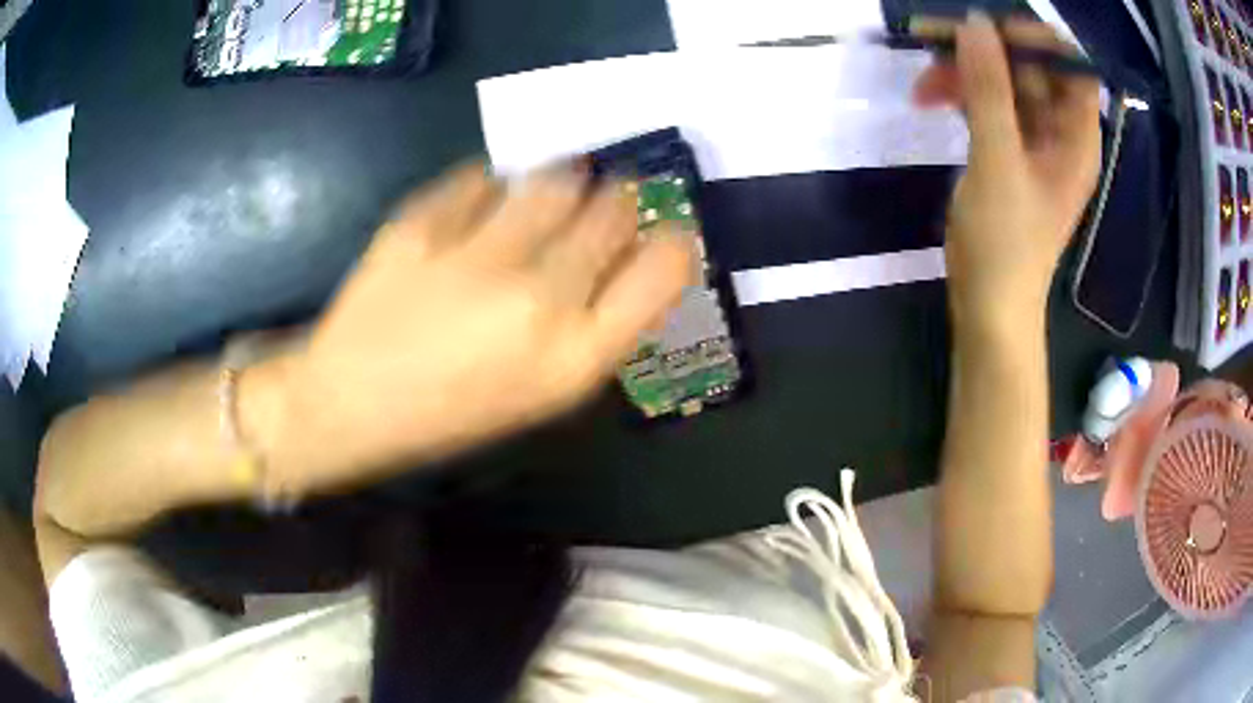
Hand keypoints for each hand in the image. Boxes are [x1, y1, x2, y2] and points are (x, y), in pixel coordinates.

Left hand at [256, 163, 693, 485]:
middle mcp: (538, 299)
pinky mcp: (422, 224)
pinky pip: (482, 177)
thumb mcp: (542, 393)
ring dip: (562, 180)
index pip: (666, 265)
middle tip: (599, 205)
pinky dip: (491, 186)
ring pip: (556, 177)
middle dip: (618, 201)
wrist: (348, 403)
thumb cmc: (452, 412)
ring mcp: (476, 255)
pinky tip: (479, 208)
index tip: (660, 231)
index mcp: (576, 357)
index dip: (672, 238)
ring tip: (544, 195)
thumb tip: (628, 257)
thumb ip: (597, 327)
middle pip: (615, 208)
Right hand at [912, 13, 1100, 330]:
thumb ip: (989, 89)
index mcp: (1076, 137)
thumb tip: (975, 23)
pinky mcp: (1007, 153)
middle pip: (1032, 70)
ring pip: (1004, 85)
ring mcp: (1033, 143)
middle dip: (988, 52)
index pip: (1071, 67)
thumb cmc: (1005, 243)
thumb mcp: (998, 161)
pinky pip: (988, 106)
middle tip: (939, 44)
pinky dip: (961, 96)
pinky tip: (931, 98)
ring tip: (924, 83)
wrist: (989, 306)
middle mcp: (1060, 134)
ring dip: (965, 74)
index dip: (1039, 40)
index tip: (992, 28)